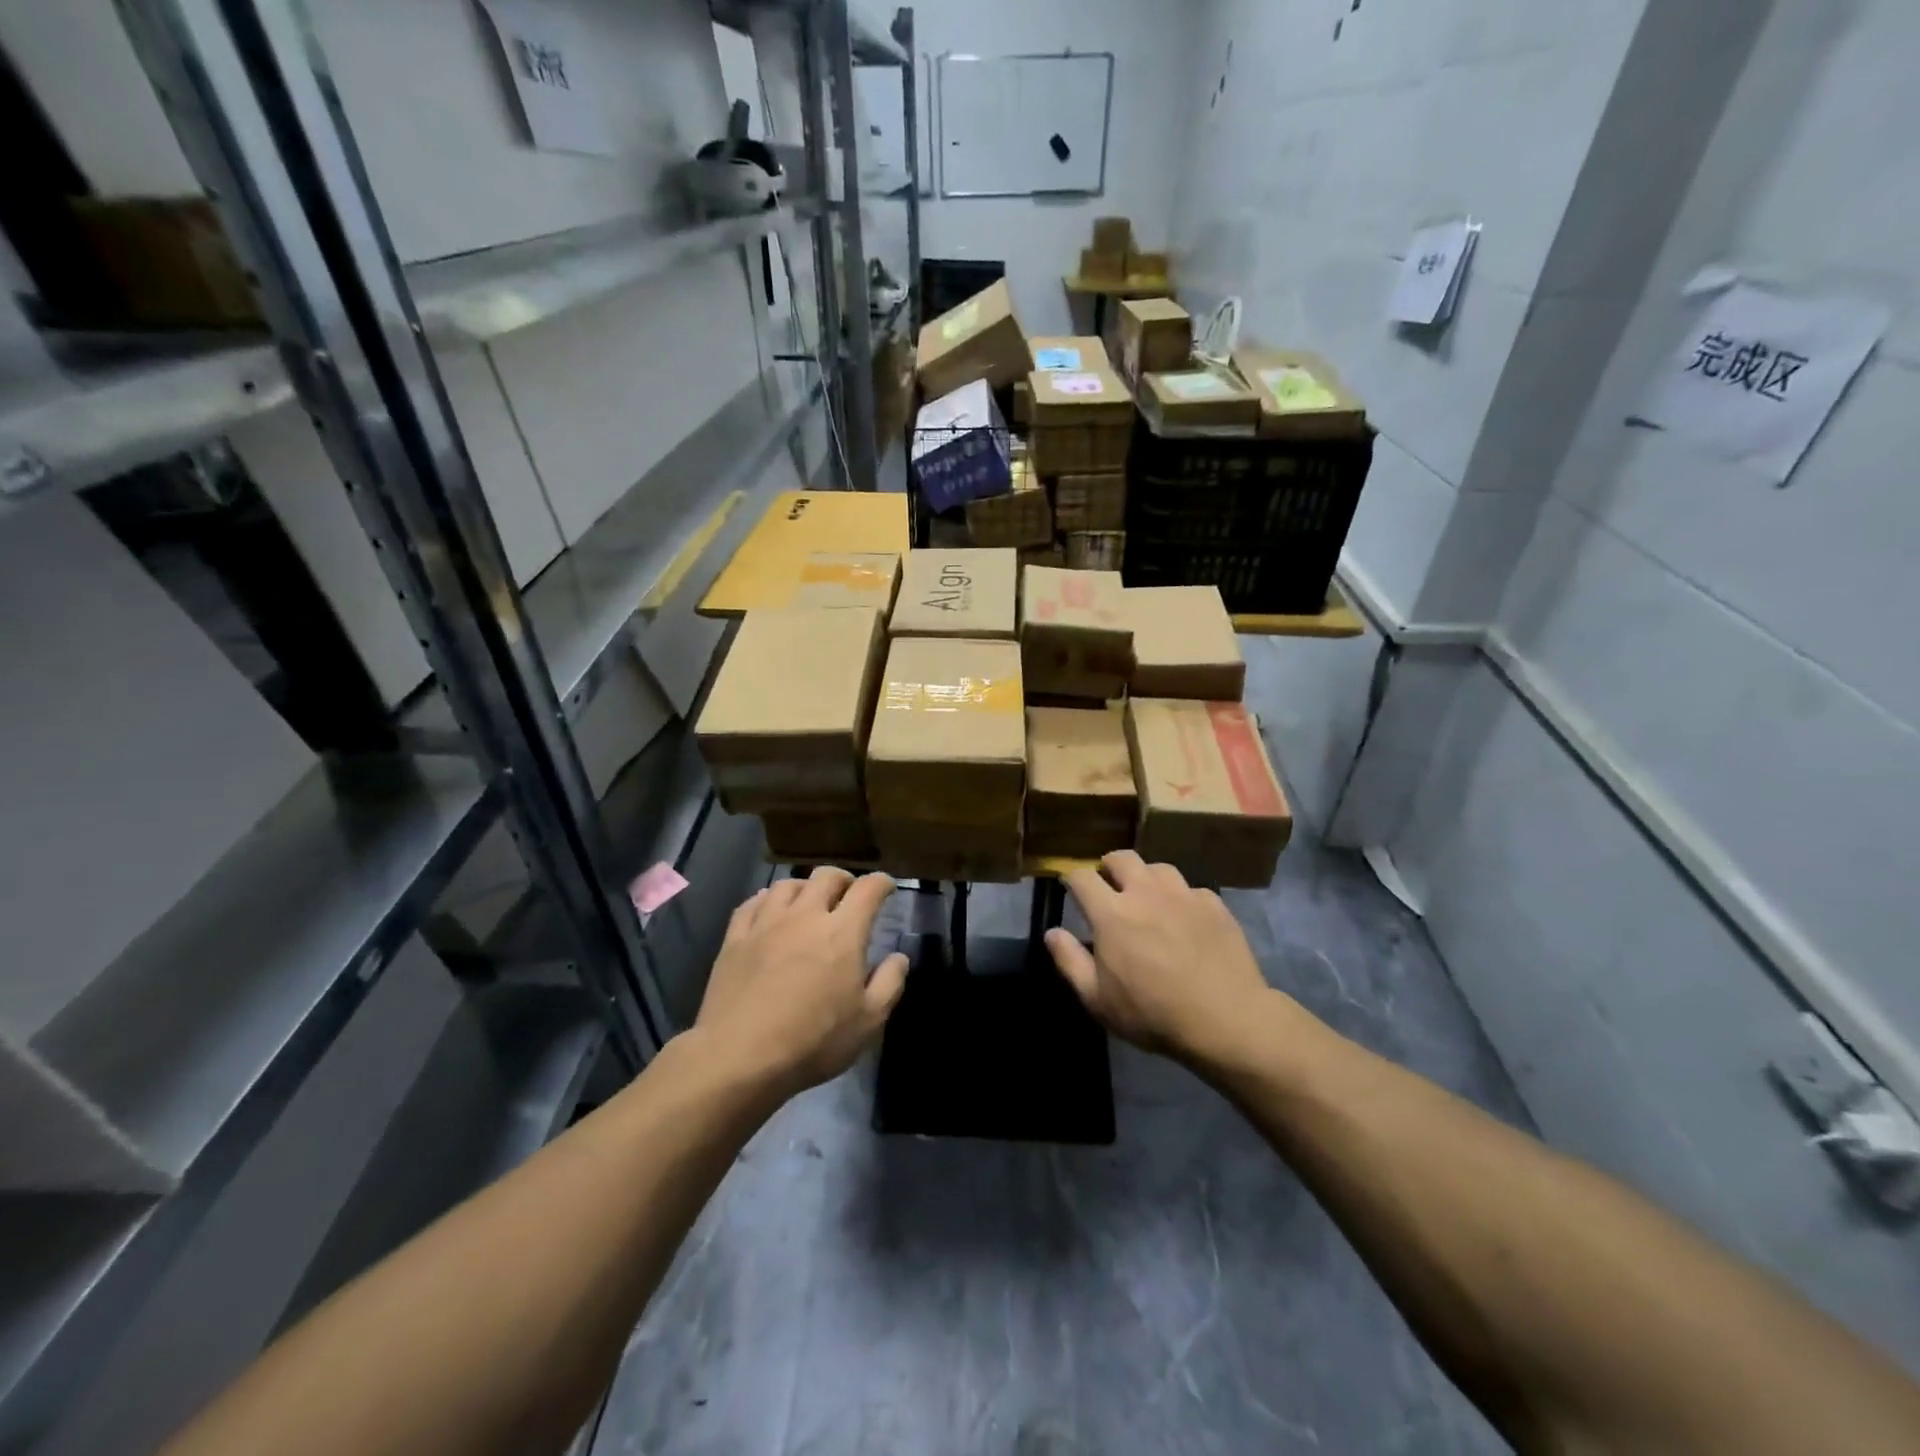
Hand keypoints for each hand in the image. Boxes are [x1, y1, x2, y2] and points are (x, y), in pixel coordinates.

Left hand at [695, 868, 908, 1097]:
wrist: (740, 1057)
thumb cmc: (813, 1041)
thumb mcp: (868, 1021)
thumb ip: (889, 983)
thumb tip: (899, 957)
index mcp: (842, 932)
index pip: (868, 889)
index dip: (881, 882)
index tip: (887, 887)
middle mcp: (805, 916)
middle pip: (826, 876)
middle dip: (844, 879)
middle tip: (849, 894)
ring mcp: (766, 924)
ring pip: (788, 884)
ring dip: (806, 887)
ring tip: (809, 901)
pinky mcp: (735, 938)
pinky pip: (752, 903)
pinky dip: (768, 899)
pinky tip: (769, 910)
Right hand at [1046, 851, 1278, 1067]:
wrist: (1226, 1019)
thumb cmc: (1153, 1013)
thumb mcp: (1098, 999)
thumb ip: (1070, 961)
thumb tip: (1052, 932)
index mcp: (1111, 913)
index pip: (1081, 877)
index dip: (1071, 879)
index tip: (1070, 888)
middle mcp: (1145, 892)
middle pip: (1121, 858)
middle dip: (1109, 866)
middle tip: (1109, 886)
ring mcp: (1183, 895)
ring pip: (1158, 868)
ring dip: (1147, 878)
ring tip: (1148, 898)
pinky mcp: (1214, 904)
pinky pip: (1191, 890)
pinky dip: (1182, 899)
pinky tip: (1186, 919)